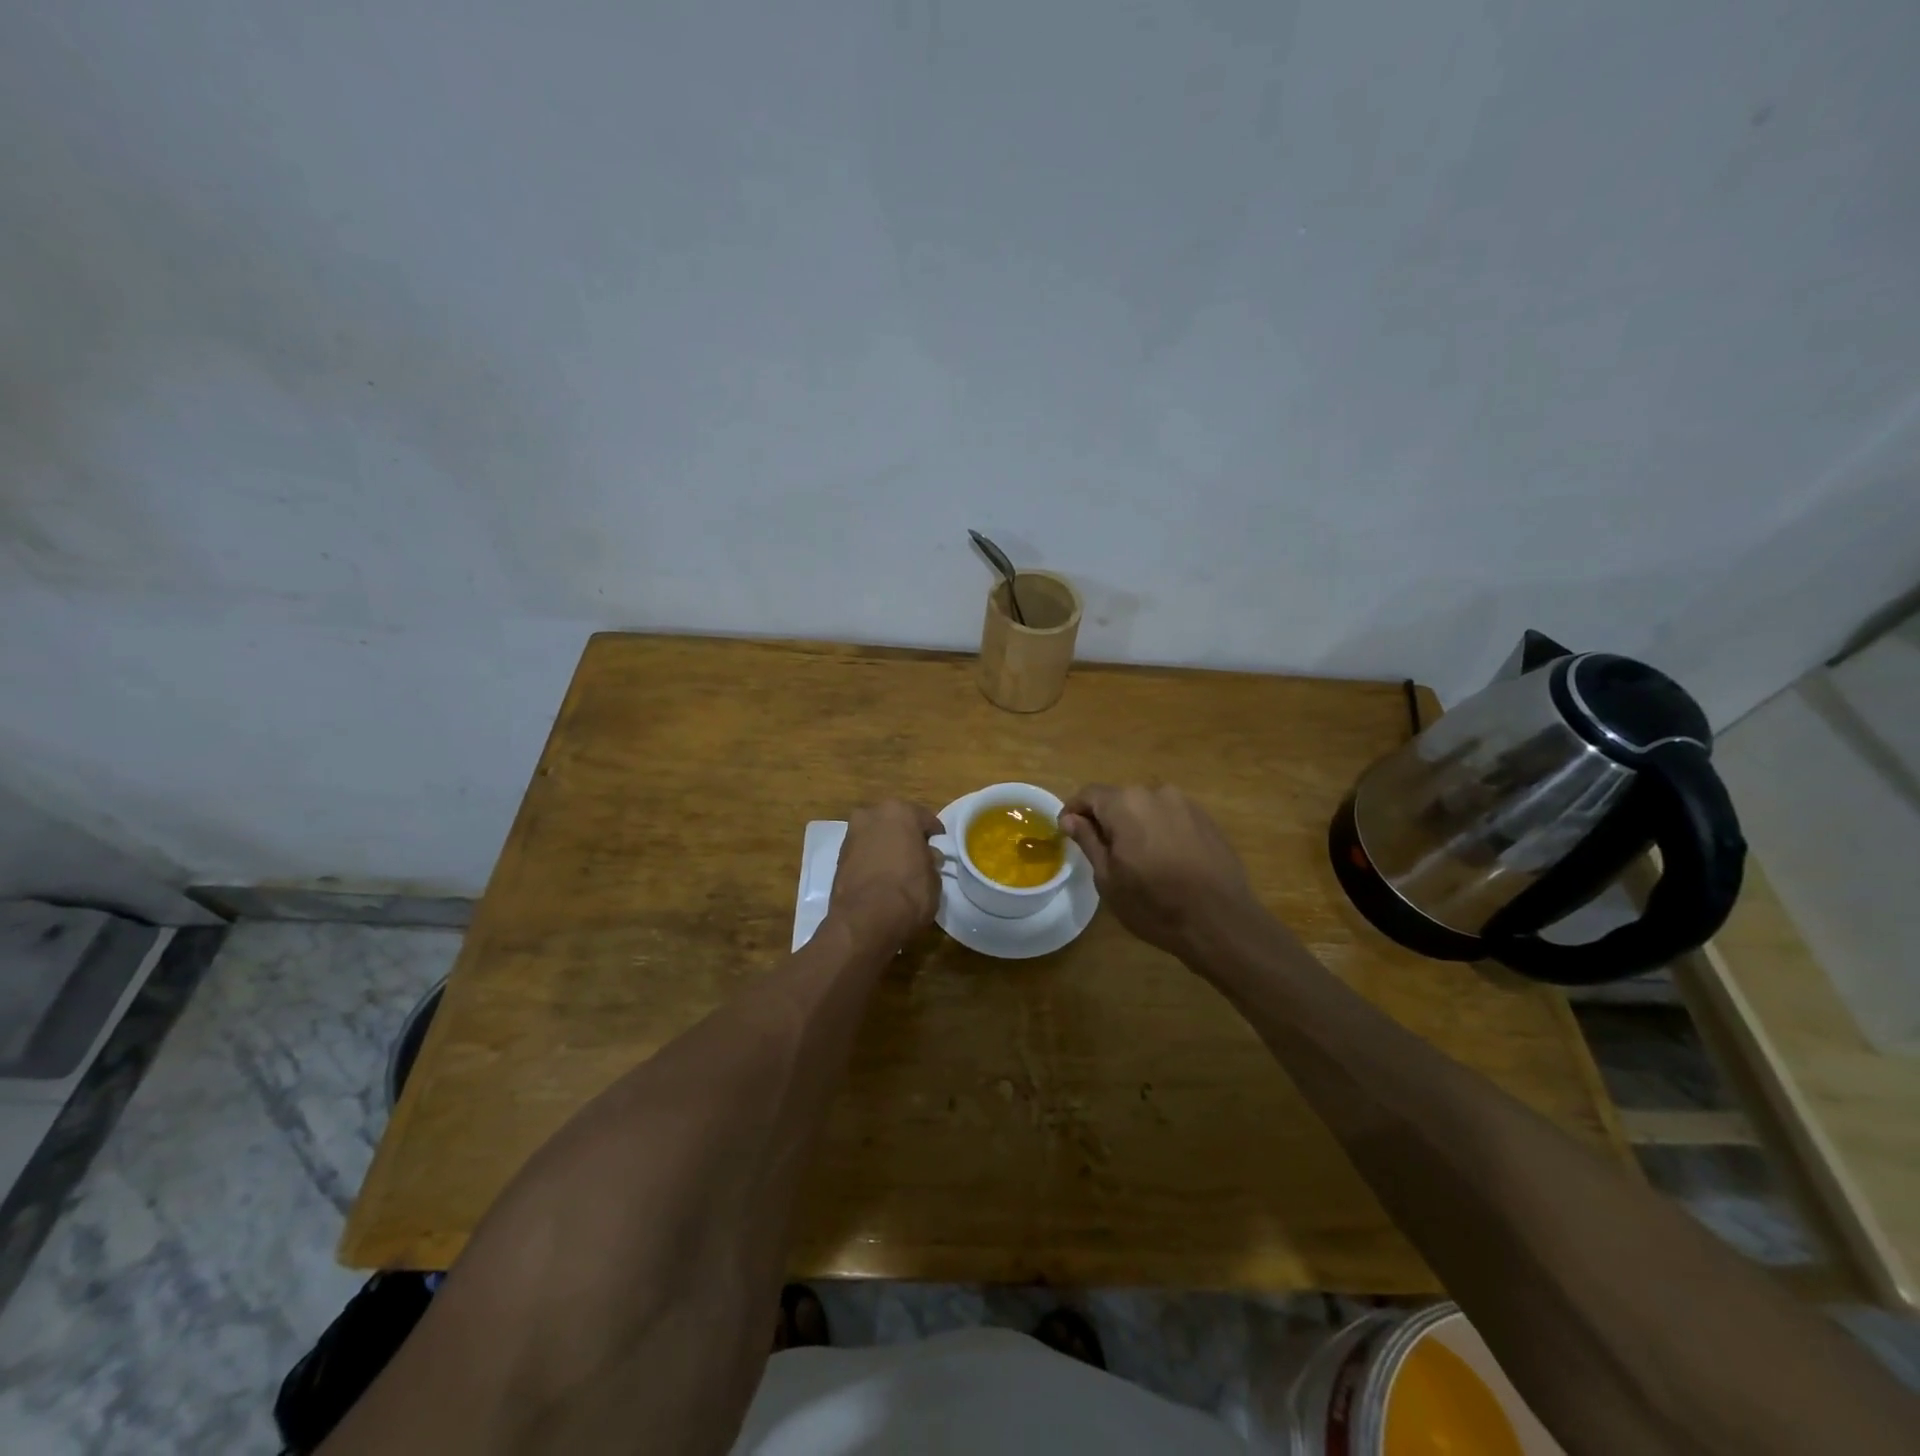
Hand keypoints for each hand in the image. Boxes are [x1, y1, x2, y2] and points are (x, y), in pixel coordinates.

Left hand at [827, 799, 944, 946]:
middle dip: (905, 837)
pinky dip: (870, 861)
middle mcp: (872, 814)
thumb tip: (927, 857)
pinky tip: (880, 879)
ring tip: (897, 870)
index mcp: (900, 811)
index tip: (939, 852)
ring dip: (885, 847)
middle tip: (917, 858)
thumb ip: (930, 860)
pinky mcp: (837, 857)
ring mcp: (851, 834)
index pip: (925, 819)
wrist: (865, 920)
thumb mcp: (934, 877)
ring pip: (876, 836)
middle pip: (895, 823)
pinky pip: (862, 853)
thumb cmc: (909, 892)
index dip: (935, 837)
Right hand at [1060, 784, 1259, 957]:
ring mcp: (1186, 804)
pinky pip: (1172, 817)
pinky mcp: (1207, 820)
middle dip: (1106, 818)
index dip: (1074, 811)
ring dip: (1135, 824)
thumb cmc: (1154, 904)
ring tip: (1135, 858)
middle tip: (1101, 851)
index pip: (1089, 794)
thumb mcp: (1108, 878)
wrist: (1221, 922)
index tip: (1067, 831)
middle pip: (1120, 798)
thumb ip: (1088, 841)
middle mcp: (1156, 793)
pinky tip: (1164, 860)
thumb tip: (1070, 818)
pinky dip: (1160, 831)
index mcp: (1125, 804)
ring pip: (1147, 808)